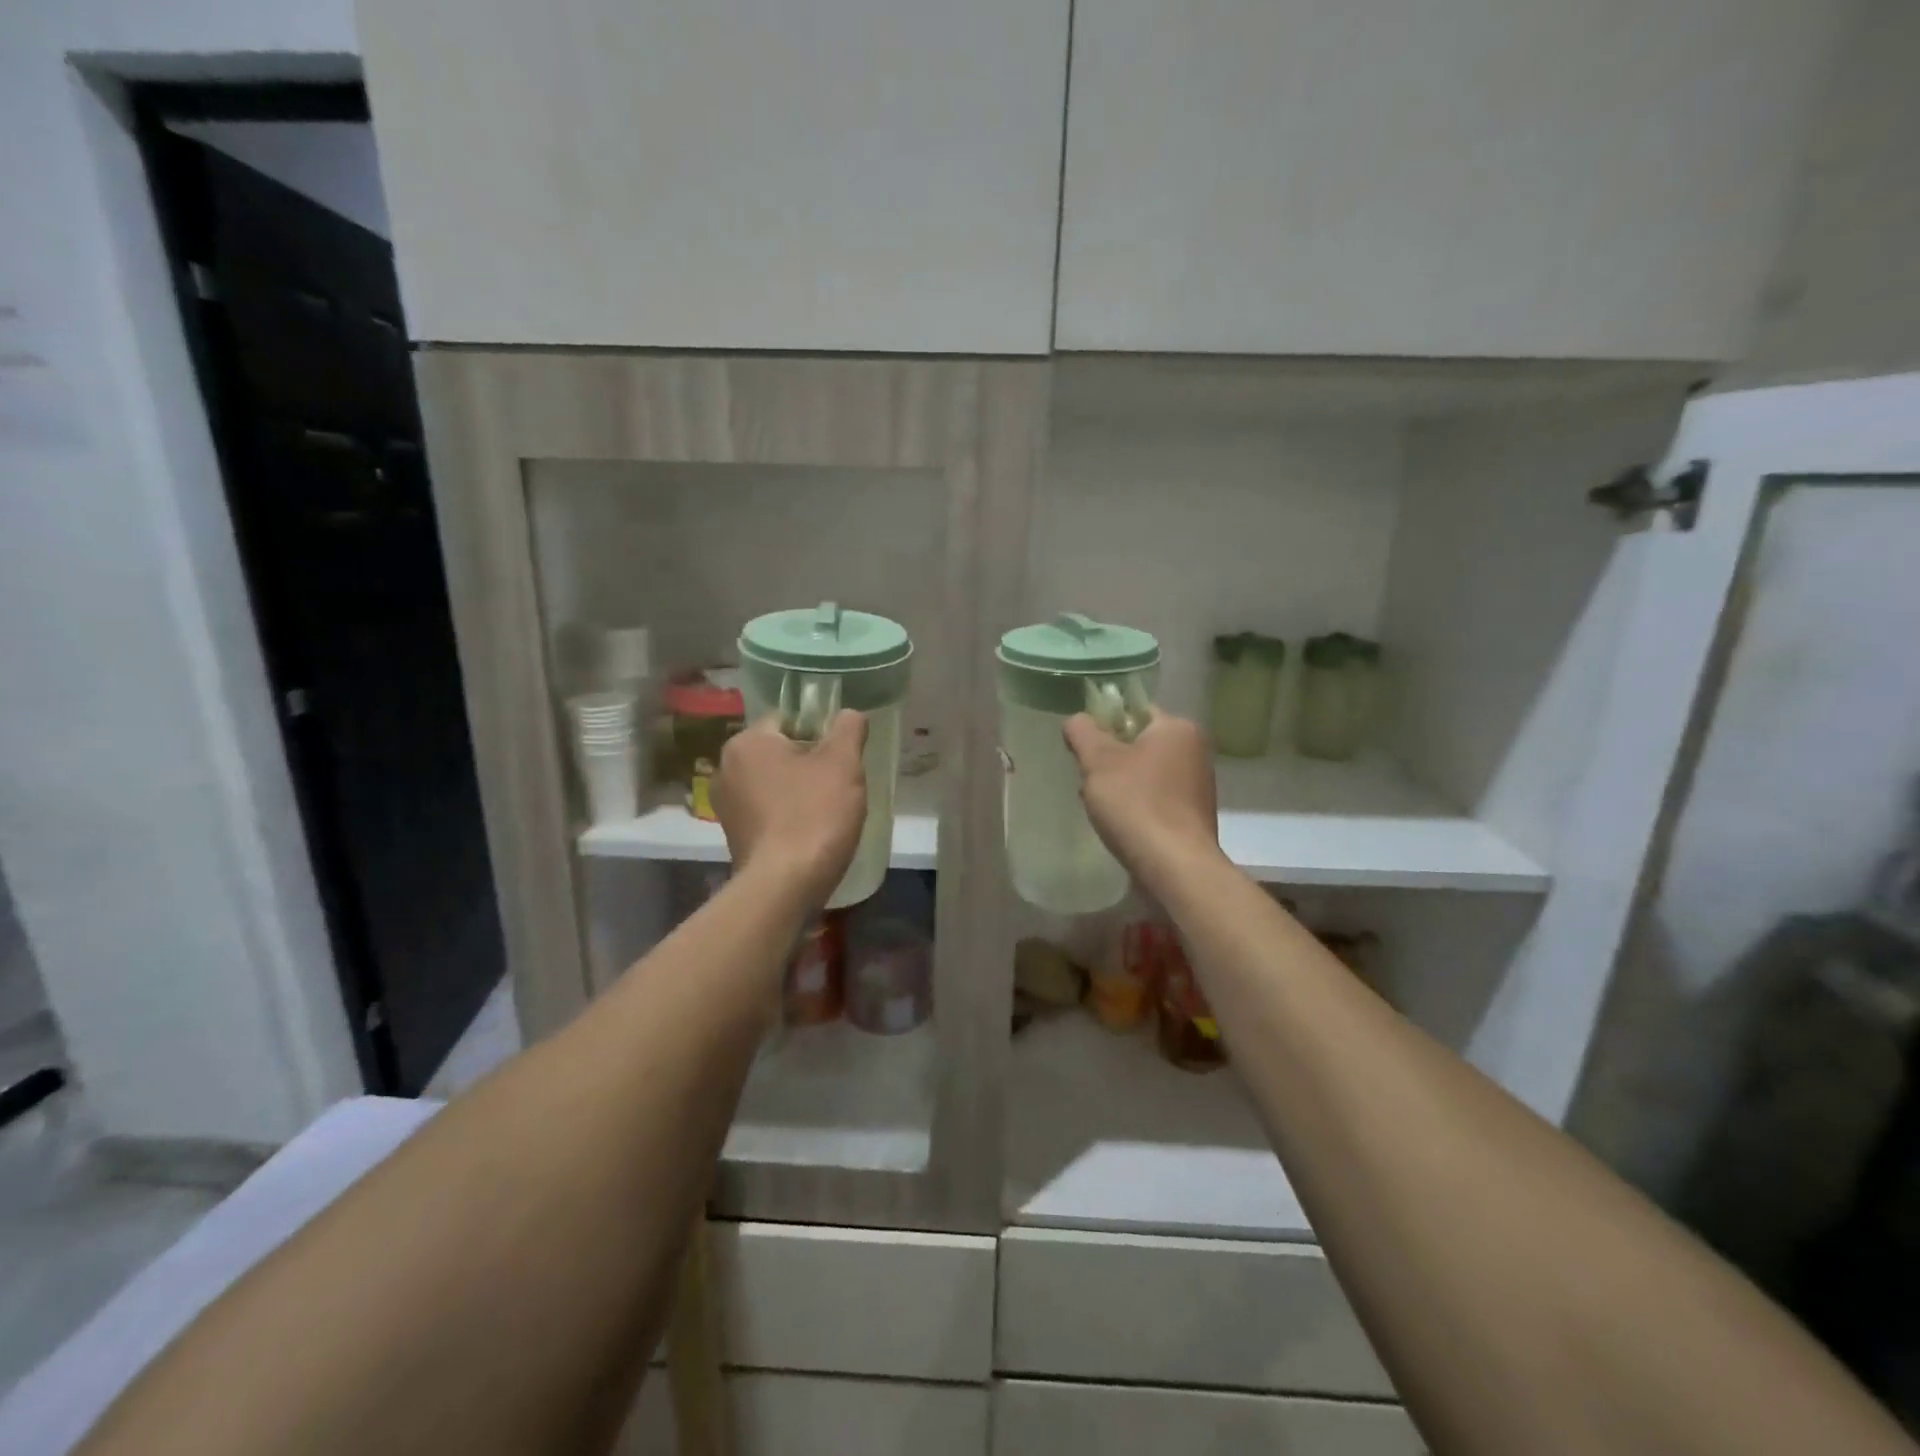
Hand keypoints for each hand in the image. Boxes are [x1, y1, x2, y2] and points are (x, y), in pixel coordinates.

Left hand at [715, 711, 868, 903]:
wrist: (785, 886)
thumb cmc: (814, 814)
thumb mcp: (843, 763)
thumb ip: (848, 729)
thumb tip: (849, 715)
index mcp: (747, 742)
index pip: (789, 720)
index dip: (821, 733)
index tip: (842, 756)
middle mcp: (727, 768)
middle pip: (781, 752)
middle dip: (811, 764)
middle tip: (841, 784)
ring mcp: (727, 806)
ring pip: (775, 783)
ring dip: (800, 791)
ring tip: (829, 811)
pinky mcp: (734, 836)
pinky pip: (768, 812)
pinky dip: (788, 816)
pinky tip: (810, 832)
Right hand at [1064, 708, 1219, 885]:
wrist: (1174, 867)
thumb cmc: (1136, 804)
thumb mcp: (1098, 761)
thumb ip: (1083, 732)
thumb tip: (1077, 720)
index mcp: (1178, 728)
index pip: (1135, 710)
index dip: (1105, 724)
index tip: (1083, 747)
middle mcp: (1195, 751)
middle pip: (1139, 743)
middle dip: (1109, 759)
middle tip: (1087, 778)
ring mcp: (1197, 786)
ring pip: (1145, 773)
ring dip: (1120, 785)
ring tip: (1099, 806)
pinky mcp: (1192, 816)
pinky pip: (1155, 799)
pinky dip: (1136, 806)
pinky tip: (1119, 824)